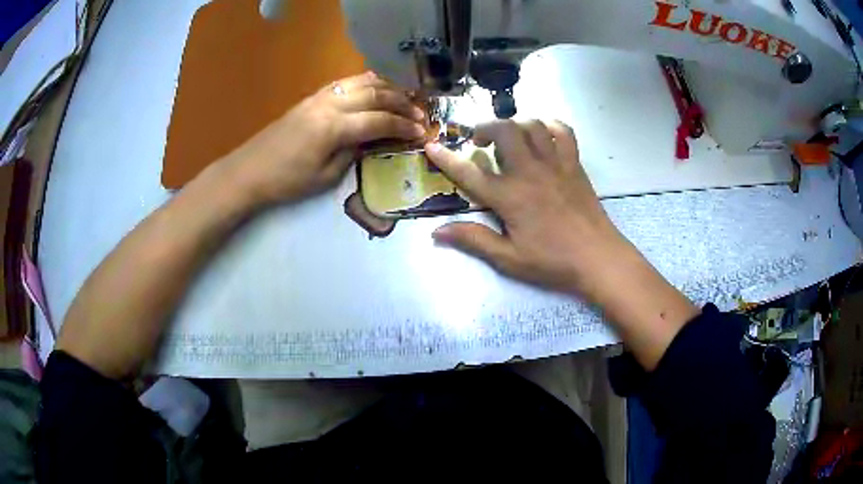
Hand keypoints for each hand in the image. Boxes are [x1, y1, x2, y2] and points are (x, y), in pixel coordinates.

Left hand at [222, 72, 425, 205]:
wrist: (249, 171)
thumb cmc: (287, 181)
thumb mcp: (325, 177)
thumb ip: (353, 153)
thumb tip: (371, 140)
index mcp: (334, 127)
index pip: (379, 120)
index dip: (404, 126)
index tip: (422, 132)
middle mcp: (330, 104)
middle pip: (375, 95)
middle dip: (402, 103)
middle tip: (420, 113)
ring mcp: (320, 97)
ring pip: (361, 83)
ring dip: (387, 87)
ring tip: (405, 96)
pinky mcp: (311, 98)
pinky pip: (345, 83)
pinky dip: (365, 82)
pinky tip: (376, 85)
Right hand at [427, 120, 699, 369]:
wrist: (598, 258)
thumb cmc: (552, 262)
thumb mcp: (509, 259)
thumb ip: (474, 240)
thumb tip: (437, 232)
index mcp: (510, 197)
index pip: (470, 172)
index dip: (447, 159)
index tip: (432, 146)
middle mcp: (530, 171)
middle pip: (504, 131)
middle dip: (485, 127)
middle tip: (479, 140)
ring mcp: (555, 164)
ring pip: (532, 125)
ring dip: (515, 123)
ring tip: (509, 135)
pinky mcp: (574, 164)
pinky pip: (563, 132)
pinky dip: (550, 125)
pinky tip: (543, 133)